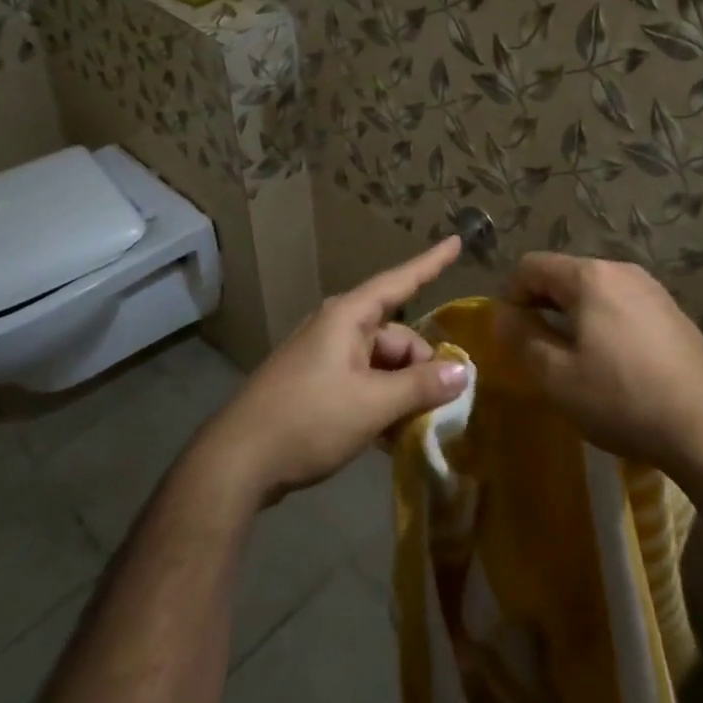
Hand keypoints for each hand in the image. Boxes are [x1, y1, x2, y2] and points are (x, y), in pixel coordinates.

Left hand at [194, 237, 469, 505]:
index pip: (399, 282)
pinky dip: (382, 401)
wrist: (239, 461)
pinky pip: (363, 382)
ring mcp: (324, 357)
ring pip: (381, 364)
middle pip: (396, 336)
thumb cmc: (308, 420)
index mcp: (347, 317)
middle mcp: (336, 329)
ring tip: (417, 425)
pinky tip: (392, 433)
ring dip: (402, 391)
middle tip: (438, 406)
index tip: (457, 241)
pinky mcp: (316, 385)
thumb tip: (463, 371)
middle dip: (421, 367)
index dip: (431, 264)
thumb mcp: (372, 404)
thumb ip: (420, 386)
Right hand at [497, 252, 702, 475]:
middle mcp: (622, 271)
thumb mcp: (556, 376)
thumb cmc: (622, 399)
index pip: (531, 265)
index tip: (511, 334)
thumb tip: (502, 315)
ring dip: (572, 316)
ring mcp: (653, 290)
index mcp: (590, 277)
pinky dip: (603, 324)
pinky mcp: (673, 314)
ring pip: (594, 291)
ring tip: (572, 359)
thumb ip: (521, 338)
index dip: (510, 295)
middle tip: (536, 350)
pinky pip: (622, 306)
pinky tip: (612, 365)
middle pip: (564, 274)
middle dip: (541, 305)